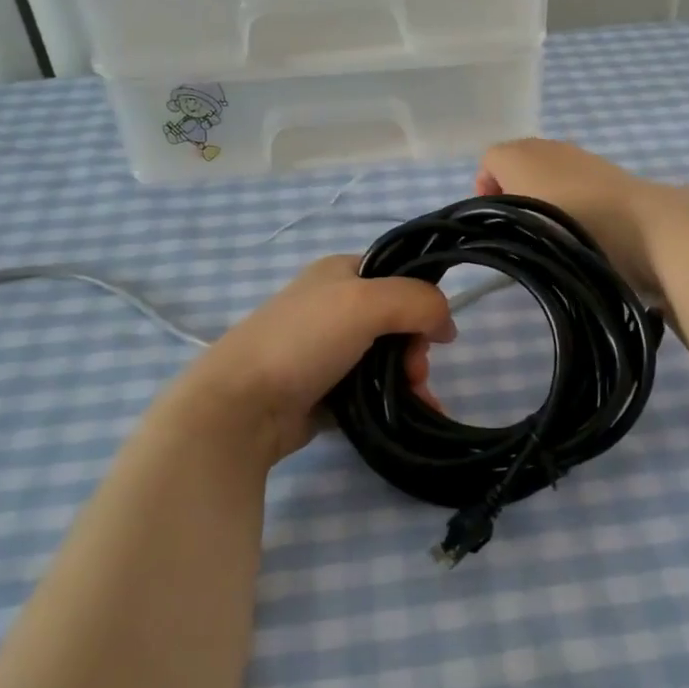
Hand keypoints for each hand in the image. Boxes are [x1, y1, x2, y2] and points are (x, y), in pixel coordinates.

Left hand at [168, 255, 455, 463]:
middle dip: (416, 348)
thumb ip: (417, 301)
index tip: (436, 333)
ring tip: (416, 399)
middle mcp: (335, 306)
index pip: (398, 276)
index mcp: (340, 272)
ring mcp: (328, 350)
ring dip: (411, 378)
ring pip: (388, 358)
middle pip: (398, 321)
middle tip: (415, 372)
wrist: (242, 406)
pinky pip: (373, 389)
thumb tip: (446, 324)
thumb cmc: (304, 341)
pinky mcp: (325, 389)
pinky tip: (416, 415)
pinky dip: (396, 401)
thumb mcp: (365, 303)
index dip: (423, 301)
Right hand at [475, 138, 669, 293]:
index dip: (484, 188)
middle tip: (517, 226)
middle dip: (512, 191)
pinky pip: (574, 183)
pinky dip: (569, 200)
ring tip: (549, 230)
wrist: (639, 224)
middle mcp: (548, 146)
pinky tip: (578, 227)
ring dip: (542, 196)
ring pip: (548, 173)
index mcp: (519, 152)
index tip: (491, 219)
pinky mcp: (607, 173)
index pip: (489, 161)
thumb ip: (496, 213)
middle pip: (518, 163)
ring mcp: (581, 157)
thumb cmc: (567, 222)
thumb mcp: (517, 220)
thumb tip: (500, 212)